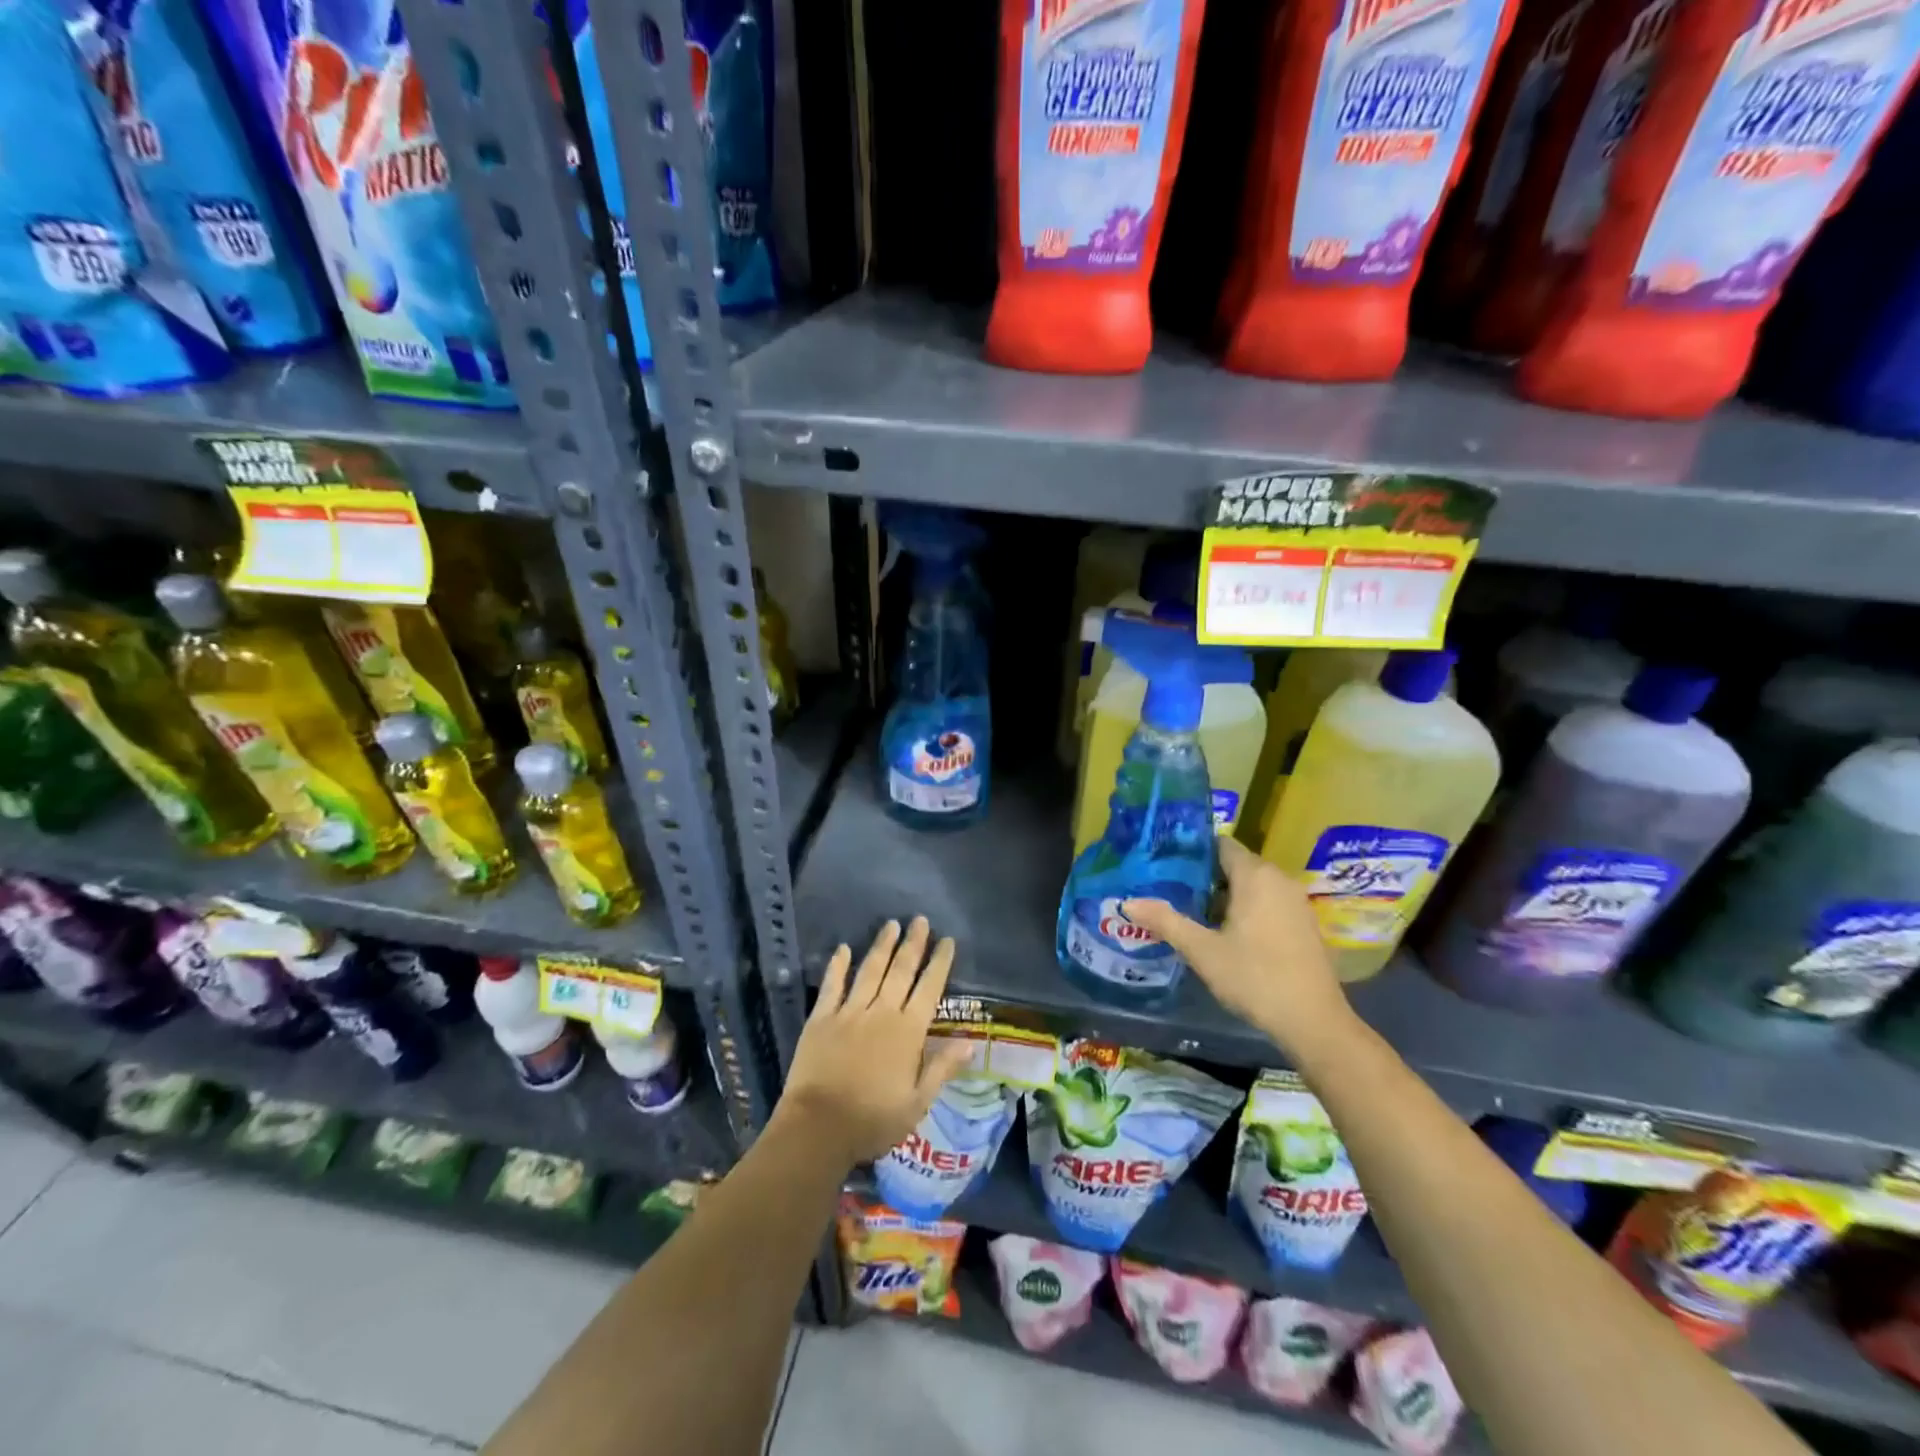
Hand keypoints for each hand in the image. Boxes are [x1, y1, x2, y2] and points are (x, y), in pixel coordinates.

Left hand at [775, 916, 974, 1167]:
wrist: (818, 1128)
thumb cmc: (873, 1120)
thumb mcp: (917, 1102)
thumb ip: (942, 1068)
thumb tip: (970, 1042)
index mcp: (908, 1032)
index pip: (929, 988)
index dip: (939, 963)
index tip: (946, 940)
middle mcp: (881, 1013)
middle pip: (900, 971)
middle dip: (913, 944)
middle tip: (920, 920)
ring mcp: (849, 1012)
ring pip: (870, 970)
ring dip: (882, 946)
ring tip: (891, 924)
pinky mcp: (821, 1018)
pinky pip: (832, 985)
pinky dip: (838, 965)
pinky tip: (844, 948)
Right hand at [1124, 837, 1357, 1059]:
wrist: (1314, 1022)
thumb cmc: (1254, 977)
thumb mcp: (1202, 950)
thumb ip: (1166, 921)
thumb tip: (1128, 903)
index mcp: (1256, 875)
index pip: (1221, 845)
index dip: (1193, 850)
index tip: (1166, 861)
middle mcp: (1279, 880)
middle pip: (1236, 865)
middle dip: (1204, 875)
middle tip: (1170, 887)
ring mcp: (1296, 902)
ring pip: (1253, 885)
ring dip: (1224, 894)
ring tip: (1190, 909)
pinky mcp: (1304, 924)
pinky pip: (1268, 902)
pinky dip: (1246, 908)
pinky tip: (1224, 932)